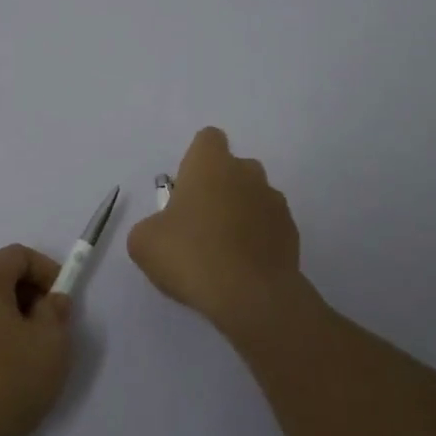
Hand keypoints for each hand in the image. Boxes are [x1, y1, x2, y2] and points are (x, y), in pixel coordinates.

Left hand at [0, 245, 73, 435]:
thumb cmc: (1, 385)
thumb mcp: (50, 347)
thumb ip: (56, 313)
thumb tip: (49, 301)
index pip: (19, 256)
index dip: (47, 272)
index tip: (62, 303)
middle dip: (24, 296)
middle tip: (45, 330)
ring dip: (0, 319)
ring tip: (19, 357)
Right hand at [127, 127, 302, 331]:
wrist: (251, 297)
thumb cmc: (191, 255)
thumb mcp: (144, 242)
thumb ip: (150, 226)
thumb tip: (161, 230)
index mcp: (210, 164)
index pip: (208, 139)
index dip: (196, 159)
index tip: (186, 187)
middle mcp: (247, 172)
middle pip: (233, 168)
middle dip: (219, 188)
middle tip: (199, 223)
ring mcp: (274, 201)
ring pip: (253, 196)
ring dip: (240, 213)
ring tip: (223, 251)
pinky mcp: (292, 232)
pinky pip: (269, 225)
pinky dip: (257, 238)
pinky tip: (243, 266)